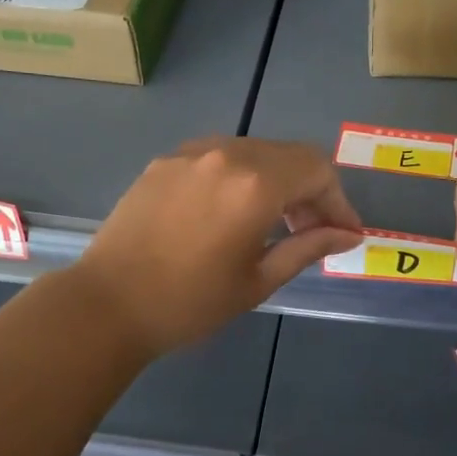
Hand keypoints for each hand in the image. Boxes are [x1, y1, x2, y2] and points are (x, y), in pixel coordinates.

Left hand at [72, 137, 363, 355]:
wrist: (107, 304)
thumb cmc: (189, 302)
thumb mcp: (258, 280)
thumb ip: (307, 247)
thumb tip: (349, 234)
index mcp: (256, 184)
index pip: (318, 171)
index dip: (339, 201)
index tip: (345, 234)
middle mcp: (227, 154)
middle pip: (290, 156)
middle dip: (311, 191)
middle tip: (312, 231)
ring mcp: (192, 153)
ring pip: (255, 152)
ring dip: (277, 180)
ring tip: (273, 222)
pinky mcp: (165, 160)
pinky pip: (220, 157)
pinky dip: (241, 177)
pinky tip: (231, 212)